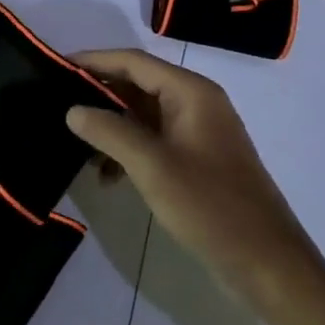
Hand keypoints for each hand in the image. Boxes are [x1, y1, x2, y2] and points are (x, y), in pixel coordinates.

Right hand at [67, 50, 310, 305]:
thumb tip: (73, 109)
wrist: (267, 263)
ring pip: (143, 115)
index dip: (94, 61)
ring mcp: (198, 132)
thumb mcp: (152, 166)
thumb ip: (109, 132)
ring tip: (76, 143)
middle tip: (58, 101)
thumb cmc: (209, 205)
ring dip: (111, 126)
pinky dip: (128, 150)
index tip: (56, 65)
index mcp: (191, 92)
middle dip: (99, 93)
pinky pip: (154, 140)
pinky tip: (106, 175)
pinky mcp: (197, 160)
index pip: (134, 61)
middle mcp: (196, 103)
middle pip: (138, 84)